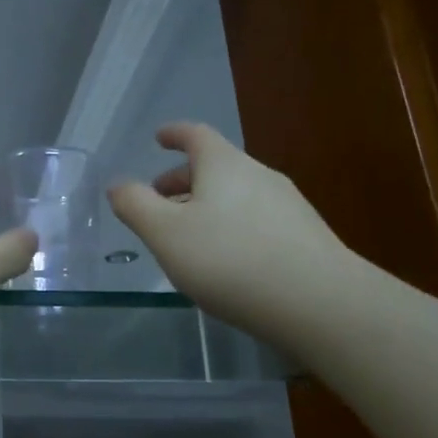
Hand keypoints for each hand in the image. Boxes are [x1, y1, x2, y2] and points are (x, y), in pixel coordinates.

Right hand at [108, 124, 352, 336]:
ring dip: (207, 205)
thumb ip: (135, 205)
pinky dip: (231, 226)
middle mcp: (258, 175)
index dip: (174, 134)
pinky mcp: (305, 237)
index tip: (159, 138)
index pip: (196, 135)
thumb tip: (118, 185)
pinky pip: (256, 219)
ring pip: (236, 194)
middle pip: (216, 166)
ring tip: (188, 236)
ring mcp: (288, 205)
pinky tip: (226, 260)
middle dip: (183, 179)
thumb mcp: (165, 234)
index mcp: (224, 164)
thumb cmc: (229, 259)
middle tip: (159, 200)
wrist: (319, 303)